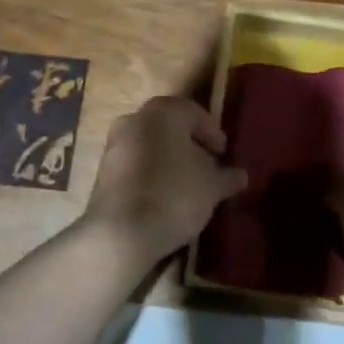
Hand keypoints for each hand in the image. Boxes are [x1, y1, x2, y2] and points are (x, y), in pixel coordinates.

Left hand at [82, 96, 246, 269]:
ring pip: (150, 145)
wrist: (121, 232)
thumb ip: (227, 176)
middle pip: (170, 127)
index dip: (213, 134)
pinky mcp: (102, 171)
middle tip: (207, 167)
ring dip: (169, 160)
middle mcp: (135, 119)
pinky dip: (150, 174)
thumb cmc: (175, 195)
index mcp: (164, 111)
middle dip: (190, 145)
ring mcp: (114, 144)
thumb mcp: (212, 187)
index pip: (195, 113)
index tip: (223, 155)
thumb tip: (241, 175)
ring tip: (187, 185)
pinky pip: (135, 165)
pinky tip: (163, 197)